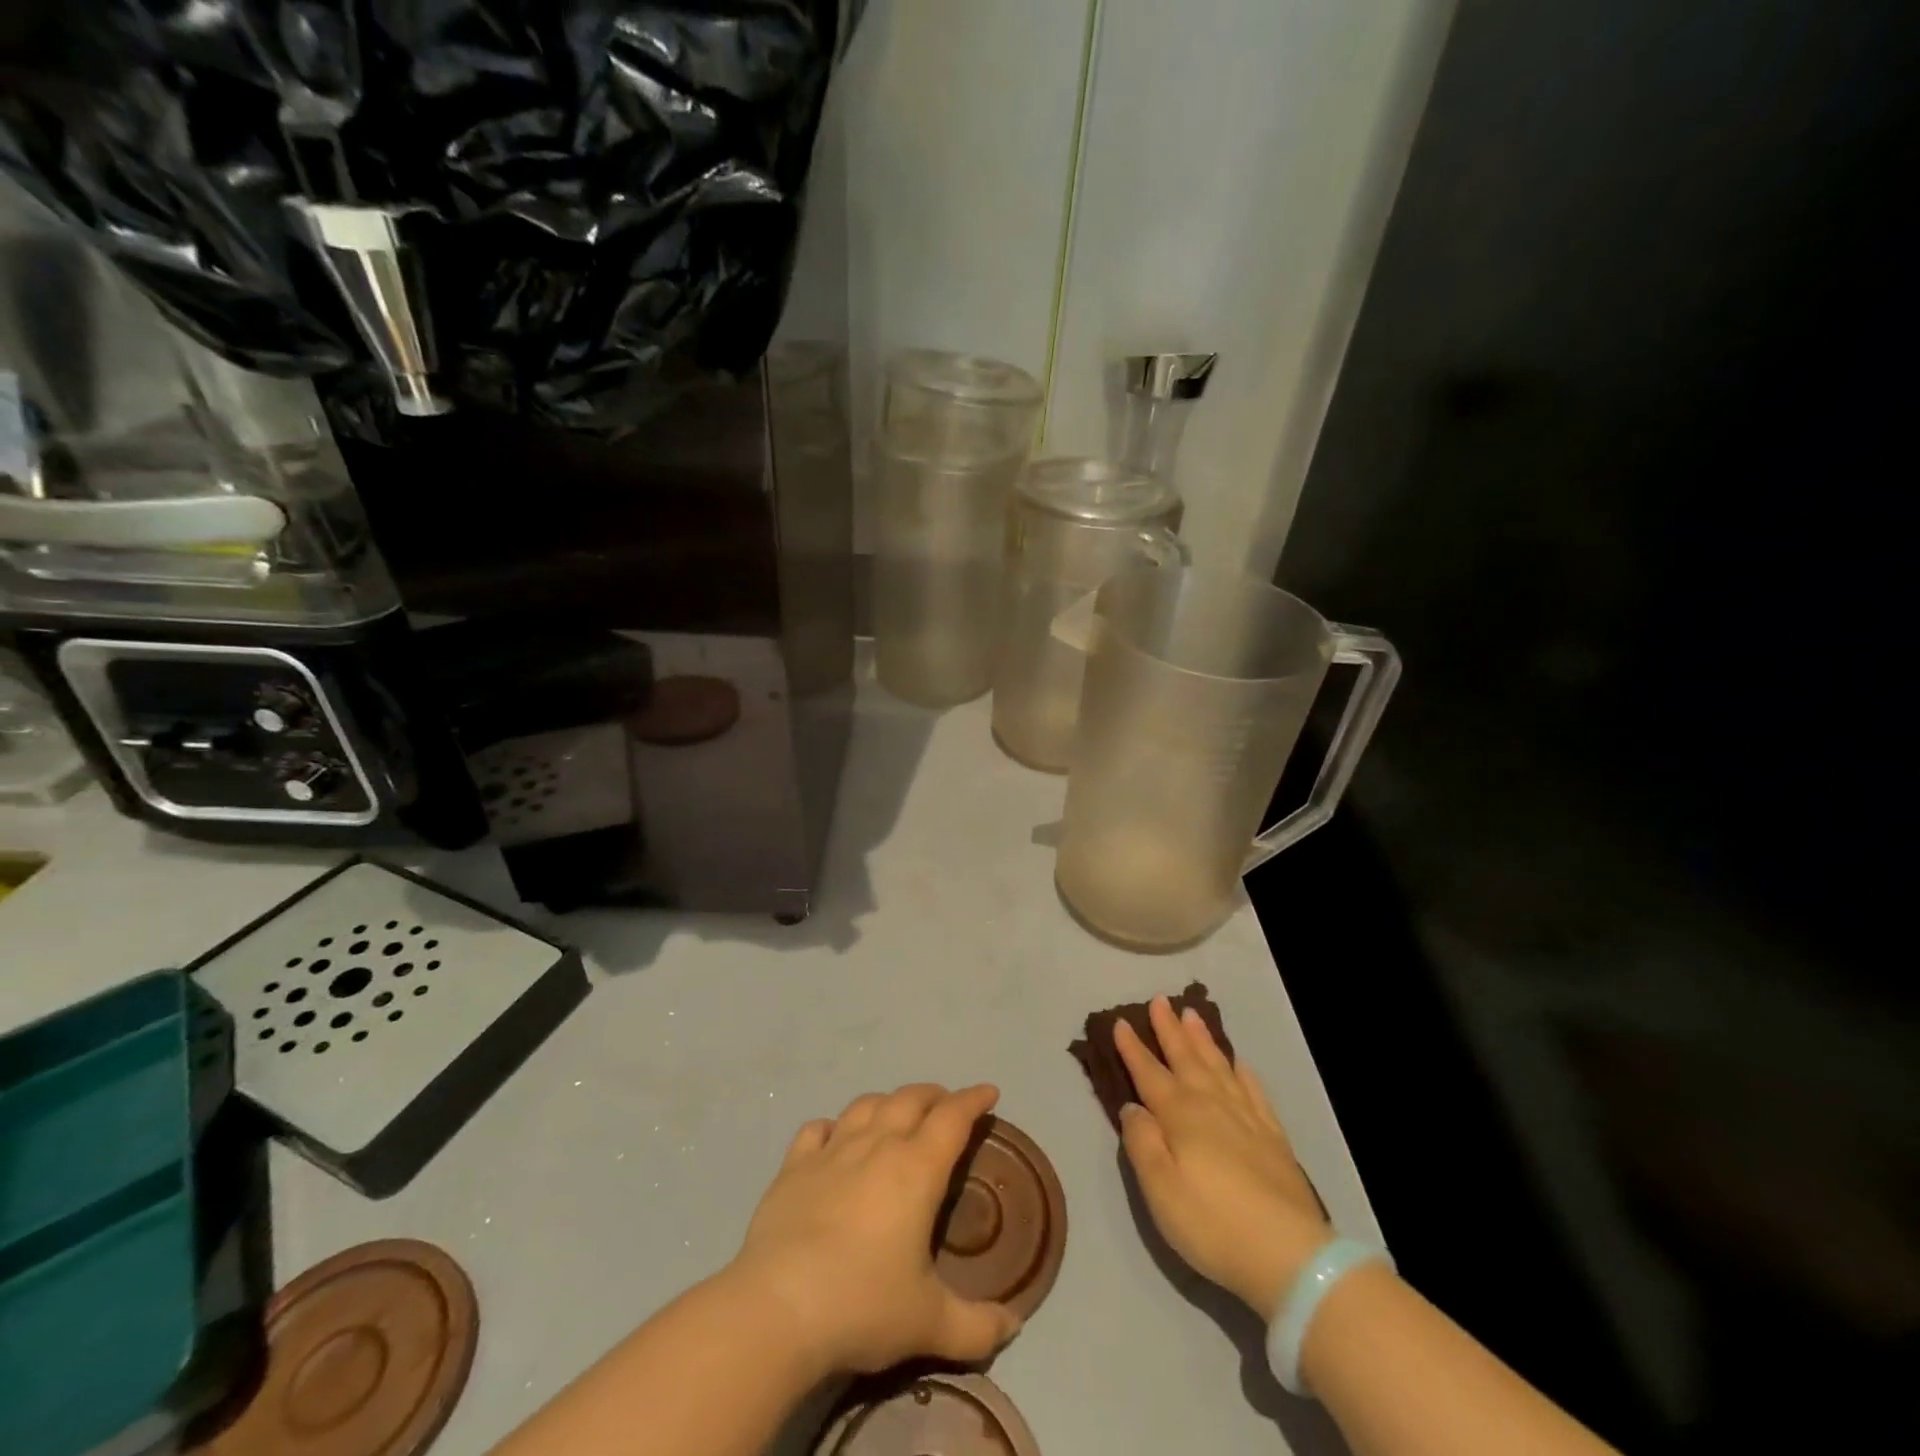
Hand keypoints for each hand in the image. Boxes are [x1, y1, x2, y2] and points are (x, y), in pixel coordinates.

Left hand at [725, 1083, 1021, 1377]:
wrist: (778, 1308)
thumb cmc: (863, 1305)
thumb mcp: (930, 1323)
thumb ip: (978, 1325)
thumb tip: (1015, 1325)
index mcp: (916, 1169)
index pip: (953, 1117)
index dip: (973, 1100)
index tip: (989, 1092)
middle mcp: (877, 1145)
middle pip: (911, 1098)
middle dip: (935, 1095)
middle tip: (947, 1104)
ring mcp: (832, 1150)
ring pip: (867, 1104)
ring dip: (889, 1101)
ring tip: (897, 1113)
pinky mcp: (794, 1165)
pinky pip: (817, 1128)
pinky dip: (834, 1126)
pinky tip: (835, 1137)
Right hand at [1115, 996, 1331, 1319]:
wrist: (1290, 1256)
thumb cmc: (1213, 1224)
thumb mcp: (1160, 1190)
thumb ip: (1142, 1143)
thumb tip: (1132, 1107)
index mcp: (1180, 1115)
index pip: (1149, 1073)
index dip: (1133, 1048)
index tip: (1120, 1021)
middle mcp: (1212, 1105)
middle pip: (1186, 1058)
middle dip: (1170, 1029)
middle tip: (1160, 1000)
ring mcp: (1246, 1118)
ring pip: (1219, 1066)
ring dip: (1203, 1040)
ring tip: (1192, 1015)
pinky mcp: (1273, 1137)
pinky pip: (1254, 1091)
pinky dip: (1243, 1073)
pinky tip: (1239, 1064)